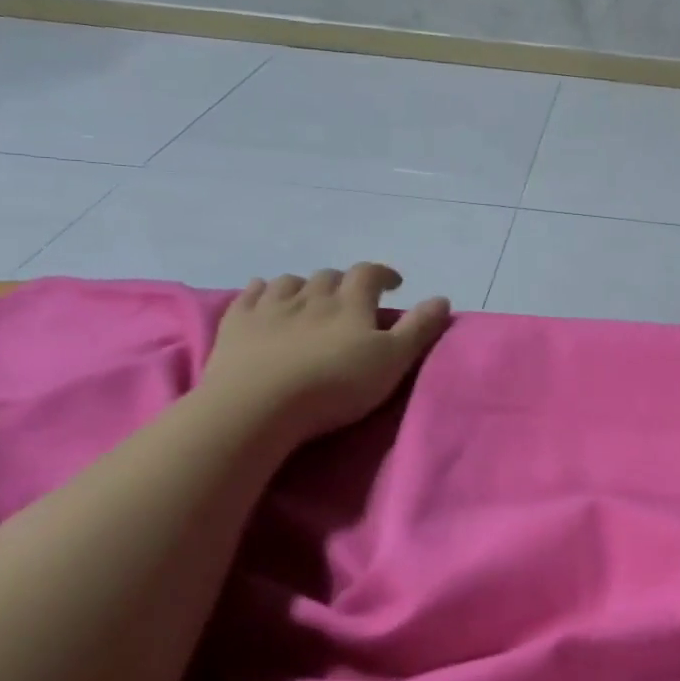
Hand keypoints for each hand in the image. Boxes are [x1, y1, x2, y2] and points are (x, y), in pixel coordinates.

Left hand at [199, 265, 450, 443]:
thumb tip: (442, 298)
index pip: (369, 274)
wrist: (258, 406)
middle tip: (351, 301)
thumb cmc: (334, 386)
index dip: (383, 274)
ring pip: (290, 282)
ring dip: (304, 286)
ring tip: (309, 300)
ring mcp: (270, 307)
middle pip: (329, 277)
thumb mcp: (392, 361)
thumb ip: (419, 329)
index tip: (393, 284)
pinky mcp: (237, 324)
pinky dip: (262, 291)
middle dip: (343, 283)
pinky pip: (250, 294)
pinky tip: (263, 296)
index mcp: (351, 303)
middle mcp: (312, 295)